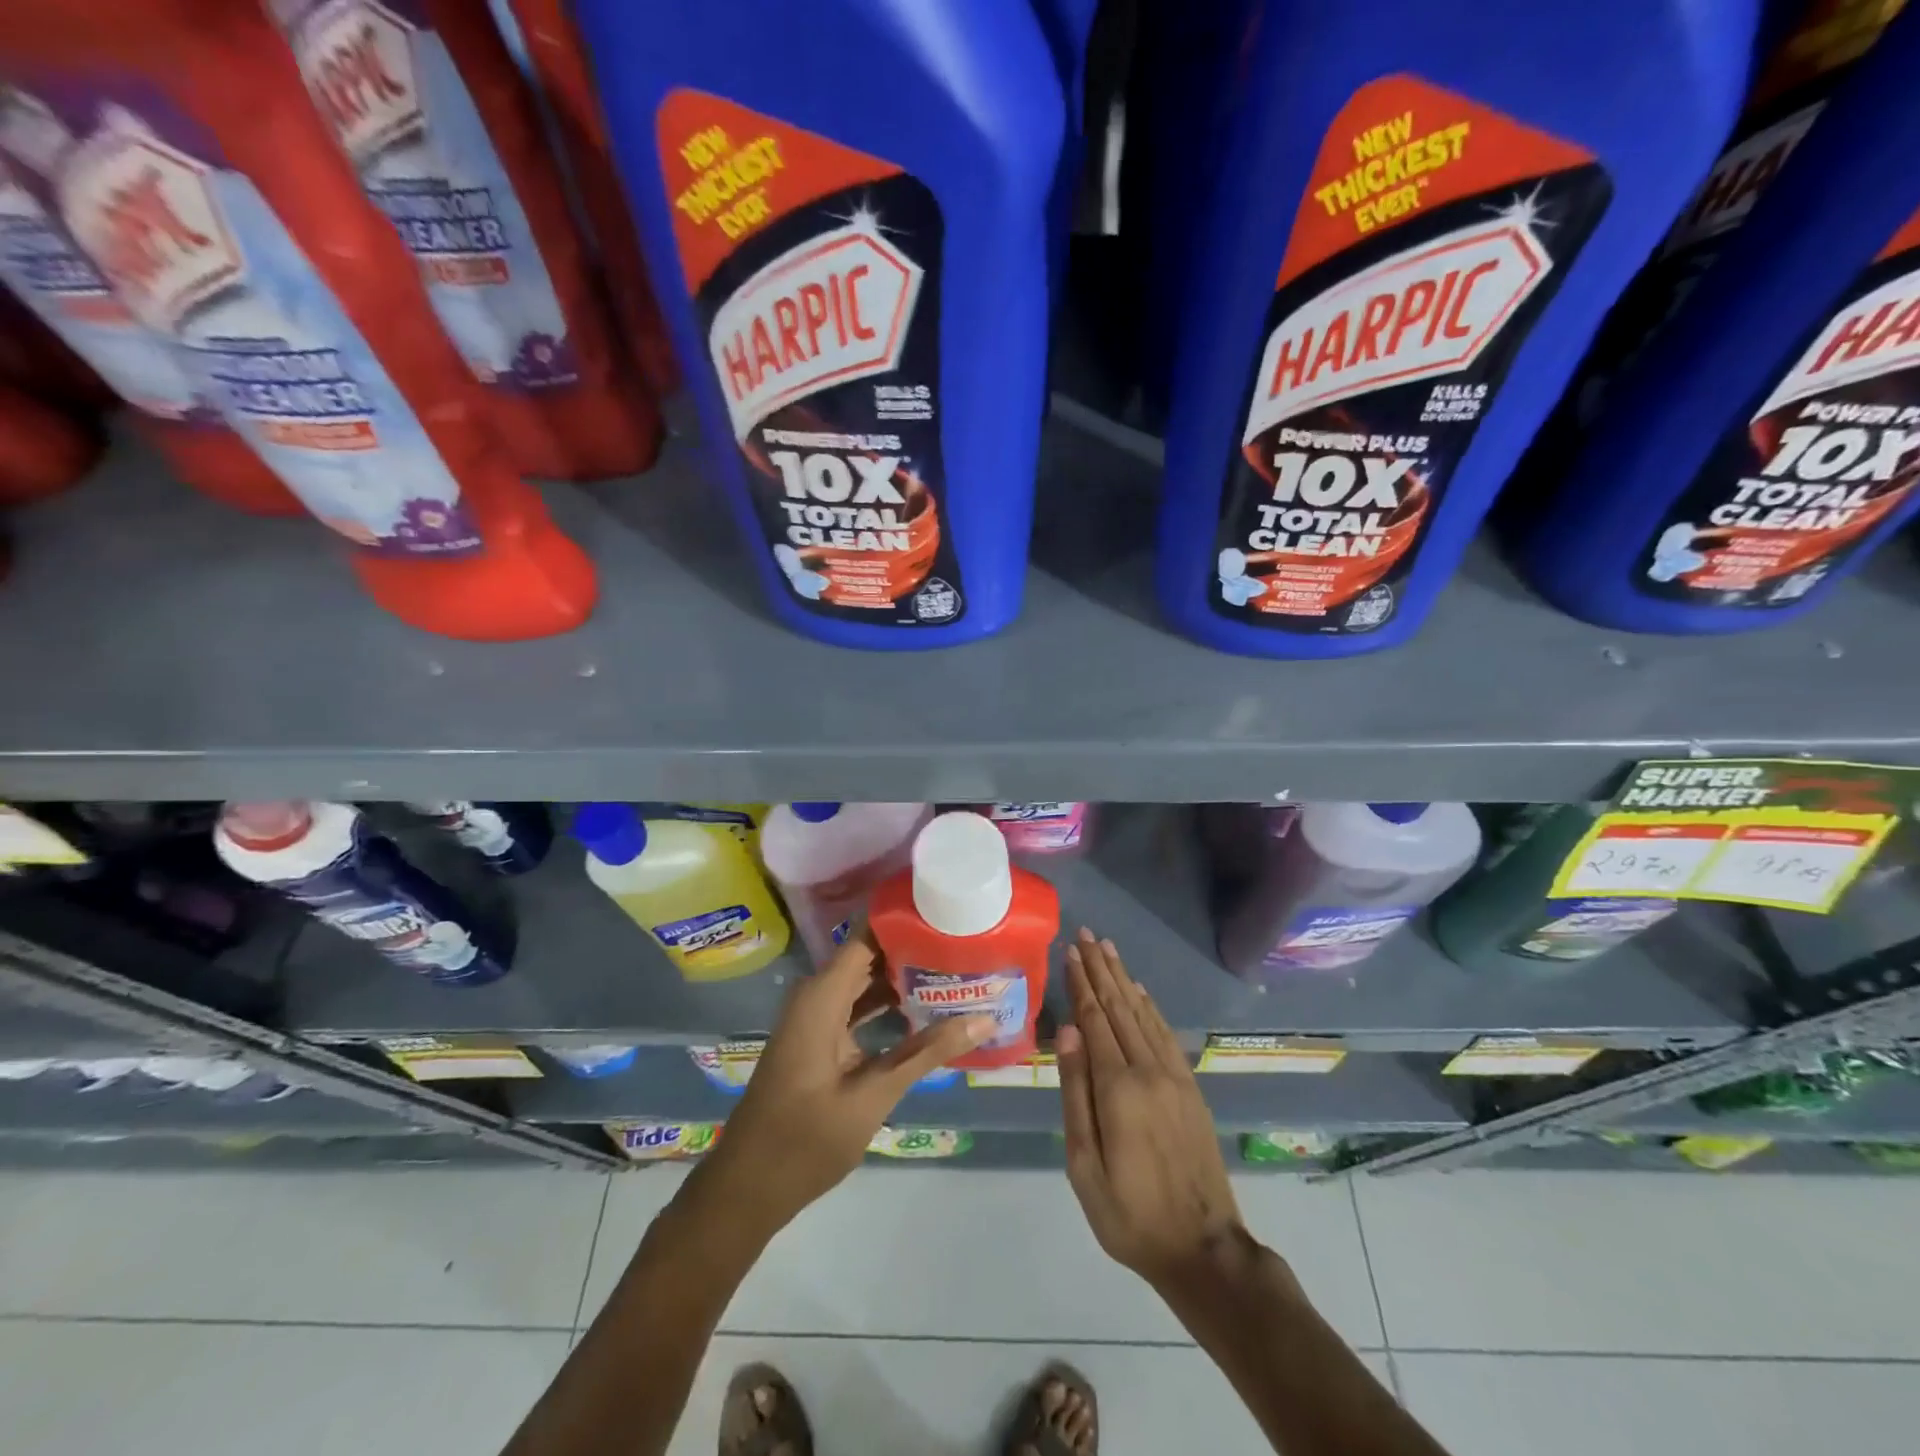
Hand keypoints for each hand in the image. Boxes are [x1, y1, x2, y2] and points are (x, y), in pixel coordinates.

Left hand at [706, 928, 992, 1230]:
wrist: (747, 1188)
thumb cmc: (806, 1139)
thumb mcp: (874, 1095)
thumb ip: (927, 1053)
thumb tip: (984, 1019)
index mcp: (822, 996)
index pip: (868, 936)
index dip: (905, 920)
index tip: (947, 911)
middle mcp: (817, 996)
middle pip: (870, 956)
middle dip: (913, 949)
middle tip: (964, 942)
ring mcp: (816, 1018)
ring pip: (865, 982)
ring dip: (904, 979)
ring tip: (955, 969)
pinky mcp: (820, 1039)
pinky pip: (857, 1007)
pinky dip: (888, 1006)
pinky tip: (926, 1010)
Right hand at [1057, 928, 1246, 1288]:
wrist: (1202, 1248)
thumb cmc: (1129, 1213)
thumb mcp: (1084, 1165)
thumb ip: (1076, 1093)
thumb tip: (1068, 1031)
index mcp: (1117, 1088)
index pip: (1094, 1020)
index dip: (1081, 984)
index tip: (1069, 951)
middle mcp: (1147, 1070)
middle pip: (1119, 1007)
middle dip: (1100, 968)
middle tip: (1086, 934)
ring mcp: (1173, 1076)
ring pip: (1142, 1014)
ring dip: (1123, 978)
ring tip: (1108, 948)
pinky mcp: (1189, 1087)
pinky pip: (1165, 1034)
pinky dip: (1150, 1007)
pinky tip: (1140, 991)